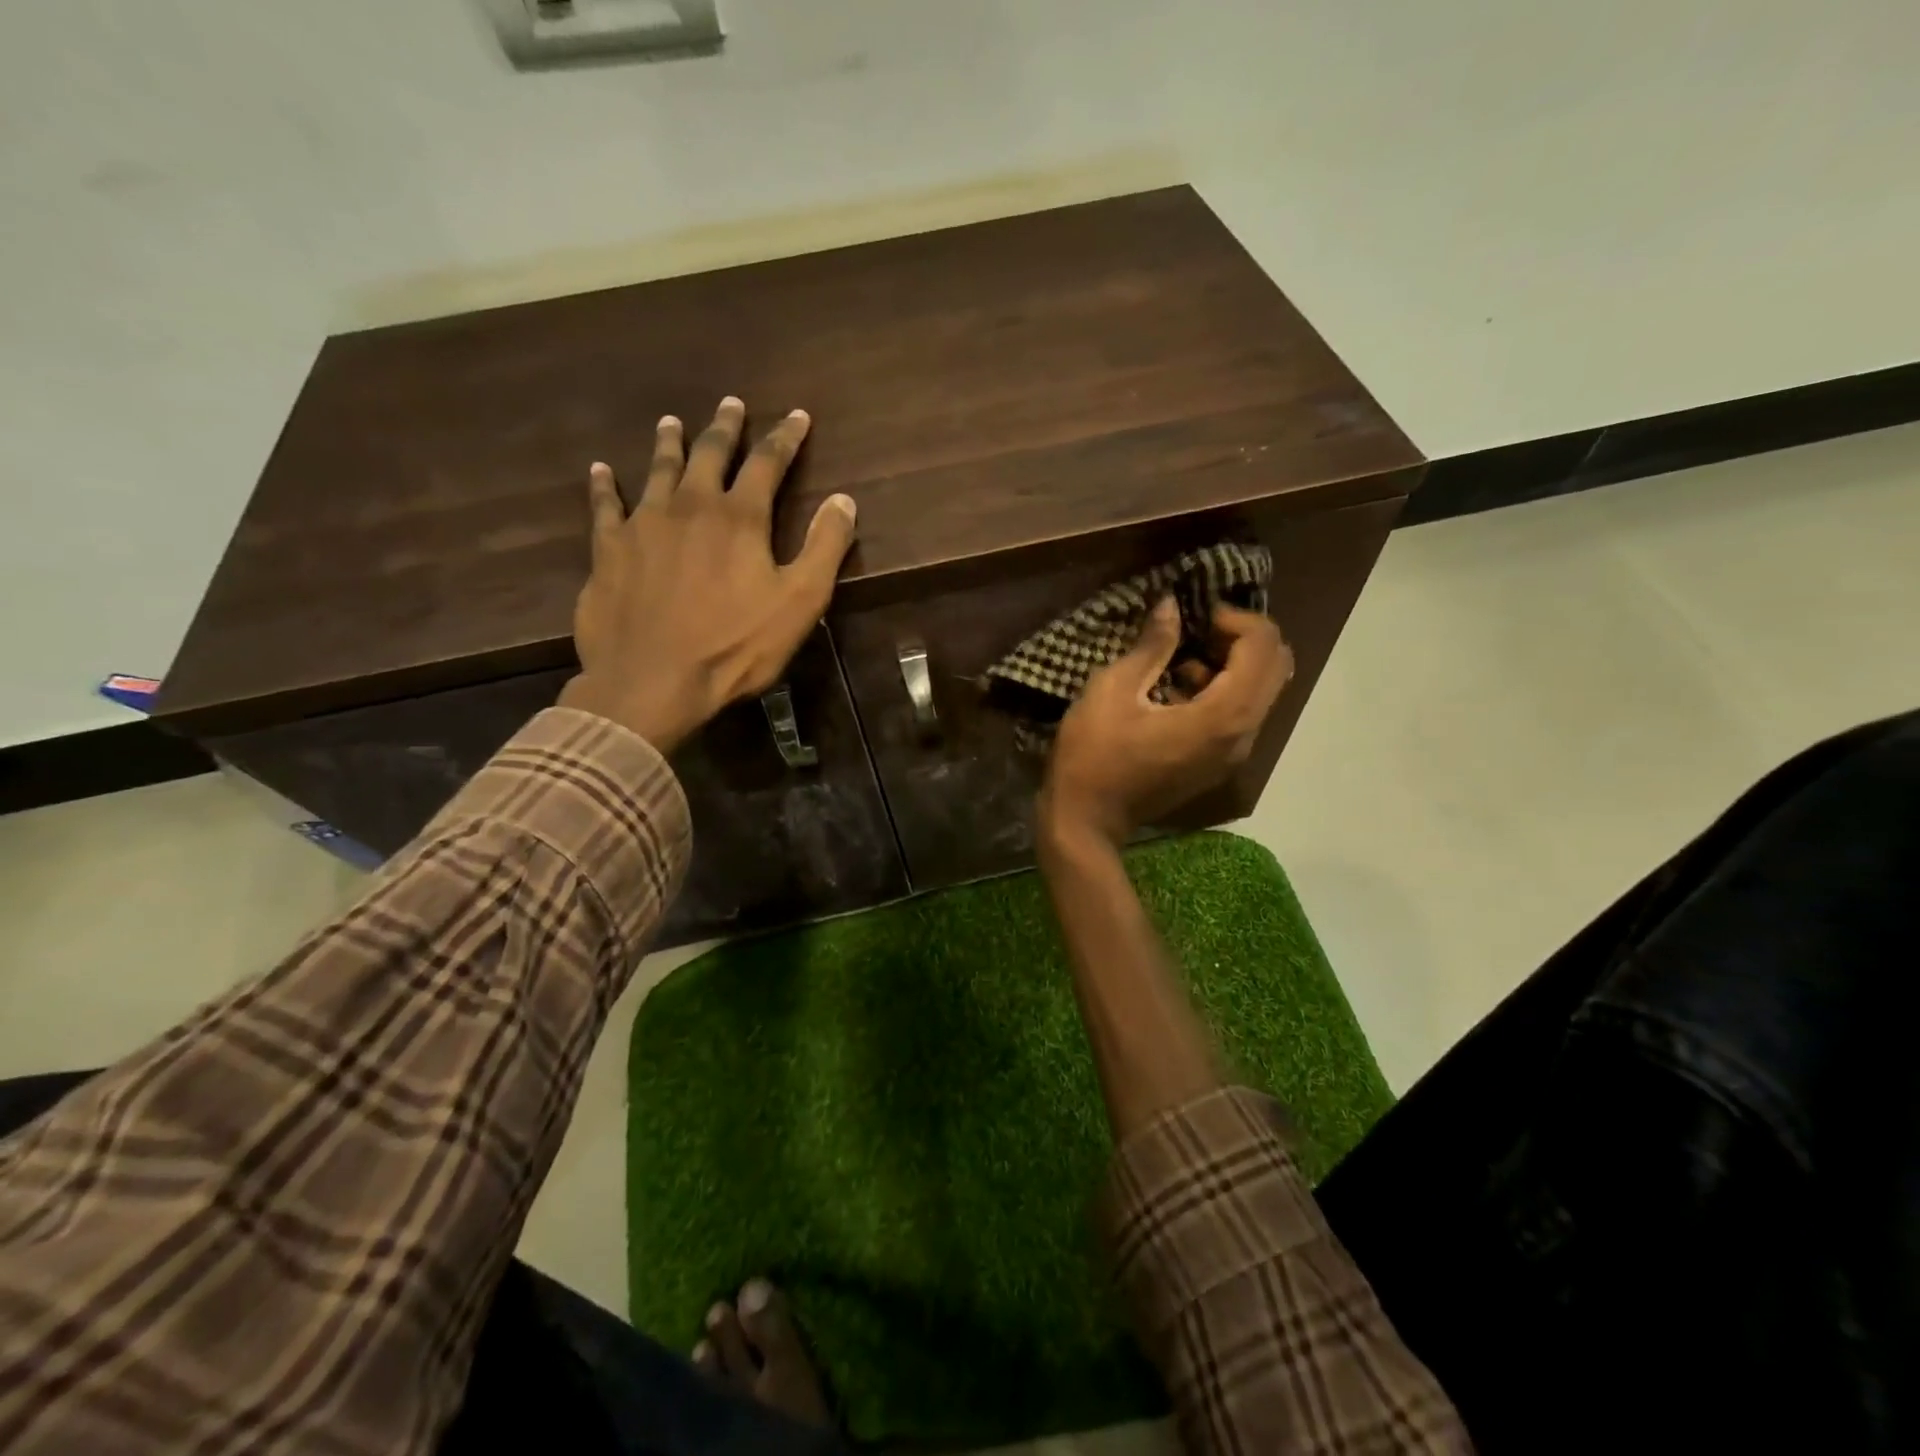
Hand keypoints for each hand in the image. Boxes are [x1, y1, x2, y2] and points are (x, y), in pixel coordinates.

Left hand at [558, 397, 856, 752]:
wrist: (653, 680)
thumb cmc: (735, 646)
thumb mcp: (800, 602)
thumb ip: (824, 547)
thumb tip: (844, 500)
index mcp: (739, 518)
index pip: (768, 463)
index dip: (785, 437)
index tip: (797, 416)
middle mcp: (690, 505)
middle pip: (710, 454)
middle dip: (725, 428)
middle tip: (732, 404)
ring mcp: (644, 524)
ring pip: (658, 470)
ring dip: (668, 443)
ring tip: (672, 422)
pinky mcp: (609, 549)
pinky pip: (605, 506)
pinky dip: (604, 485)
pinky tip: (601, 471)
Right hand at [1039, 597, 1293, 844]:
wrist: (1087, 819)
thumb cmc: (1094, 753)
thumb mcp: (1114, 689)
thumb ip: (1152, 645)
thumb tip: (1172, 605)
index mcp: (1222, 716)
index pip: (1264, 647)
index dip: (1236, 618)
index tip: (1195, 616)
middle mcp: (1243, 734)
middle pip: (1277, 666)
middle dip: (1242, 637)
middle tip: (1197, 630)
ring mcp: (1234, 753)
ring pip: (1262, 690)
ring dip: (1233, 663)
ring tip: (1181, 658)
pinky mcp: (1219, 762)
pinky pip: (1242, 712)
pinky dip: (1223, 688)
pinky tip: (1177, 688)